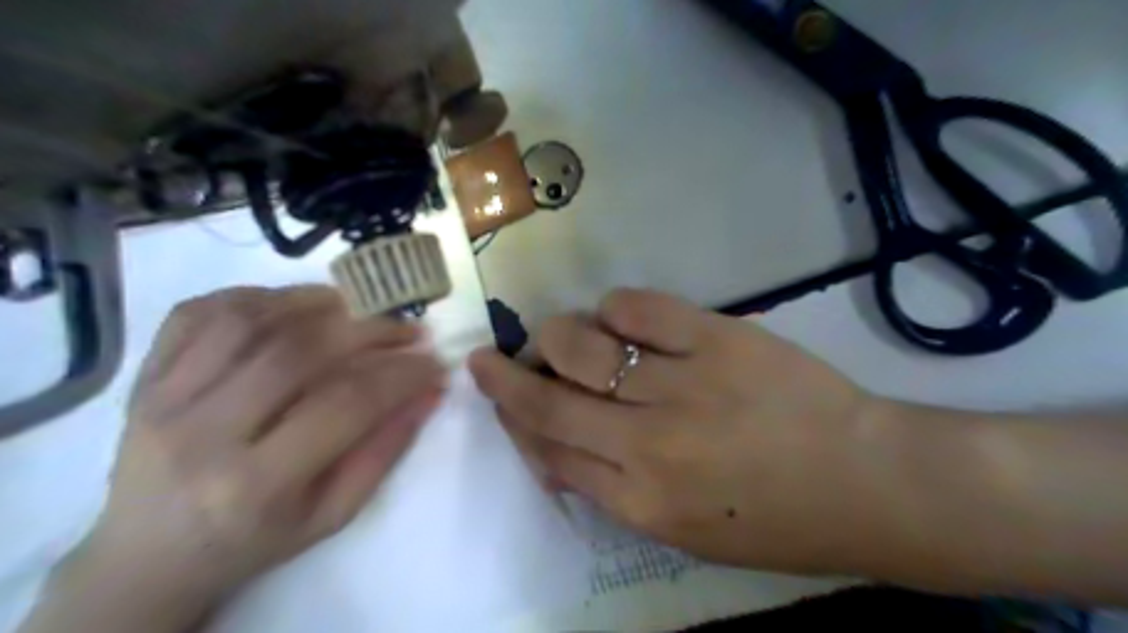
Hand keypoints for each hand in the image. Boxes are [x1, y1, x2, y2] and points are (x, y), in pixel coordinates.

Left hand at [22, 284, 446, 632]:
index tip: (435, 363)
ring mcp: (163, 398)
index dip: (402, 375)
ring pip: (250, 320)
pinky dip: (257, 297)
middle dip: (370, 331)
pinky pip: (201, 313)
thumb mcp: (332, 514)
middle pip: (300, 352)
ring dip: (317, 302)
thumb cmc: (252, 540)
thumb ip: (384, 451)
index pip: (346, 404)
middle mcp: (202, 433)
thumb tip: (429, 392)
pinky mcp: (144, 377)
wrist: (147, 555)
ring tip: (358, 309)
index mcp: (254, 484)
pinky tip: (294, 306)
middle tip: (408, 329)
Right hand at [472, 290, 885, 574]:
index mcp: (640, 502)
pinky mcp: (717, 338)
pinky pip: (636, 308)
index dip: (513, 417)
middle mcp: (648, 445)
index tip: (498, 392)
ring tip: (563, 337)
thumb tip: (559, 445)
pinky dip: (613, 308)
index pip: (547, 450)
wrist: (868, 483)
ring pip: (581, 346)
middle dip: (505, 375)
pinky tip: (617, 319)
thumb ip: (614, 489)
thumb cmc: (774, 519)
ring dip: (556, 336)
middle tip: (495, 357)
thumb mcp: (684, 530)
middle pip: (549, 400)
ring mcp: (683, 385)